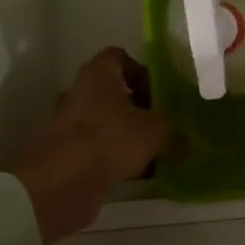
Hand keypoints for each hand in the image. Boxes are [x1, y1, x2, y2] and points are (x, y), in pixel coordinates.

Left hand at [12, 48, 168, 244]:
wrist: (56, 187)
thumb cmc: (108, 141)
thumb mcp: (156, 132)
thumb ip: (174, 133)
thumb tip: (187, 144)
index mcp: (97, 76)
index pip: (119, 58)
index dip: (141, 72)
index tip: (159, 94)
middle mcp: (77, 95)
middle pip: (111, 93)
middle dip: (136, 109)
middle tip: (159, 126)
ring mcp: (66, 127)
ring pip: (103, 124)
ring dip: (125, 137)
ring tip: (151, 155)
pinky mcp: (63, 156)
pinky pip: (94, 152)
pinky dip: (112, 160)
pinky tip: (135, 177)